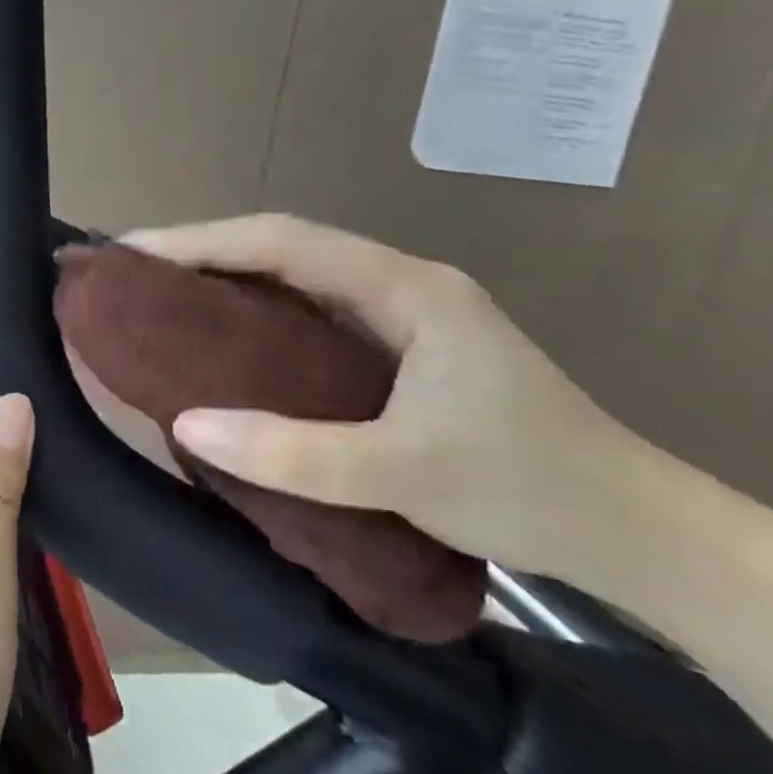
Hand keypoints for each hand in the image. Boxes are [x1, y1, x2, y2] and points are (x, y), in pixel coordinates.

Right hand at [122, 213, 660, 579]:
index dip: (201, 240)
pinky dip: (257, 318)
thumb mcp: (406, 472)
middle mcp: (398, 285)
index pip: (283, 241)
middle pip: (283, 248)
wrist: (639, 533)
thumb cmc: (530, 488)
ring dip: (228, 280)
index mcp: (405, 287)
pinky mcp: (399, 350)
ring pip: (295, 280)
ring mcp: (401, 316)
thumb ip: (295, 452)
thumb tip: (185, 424)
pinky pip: (309, 316)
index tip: (133, 251)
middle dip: (204, 252)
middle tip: (133, 273)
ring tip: (161, 298)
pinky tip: (225, 341)